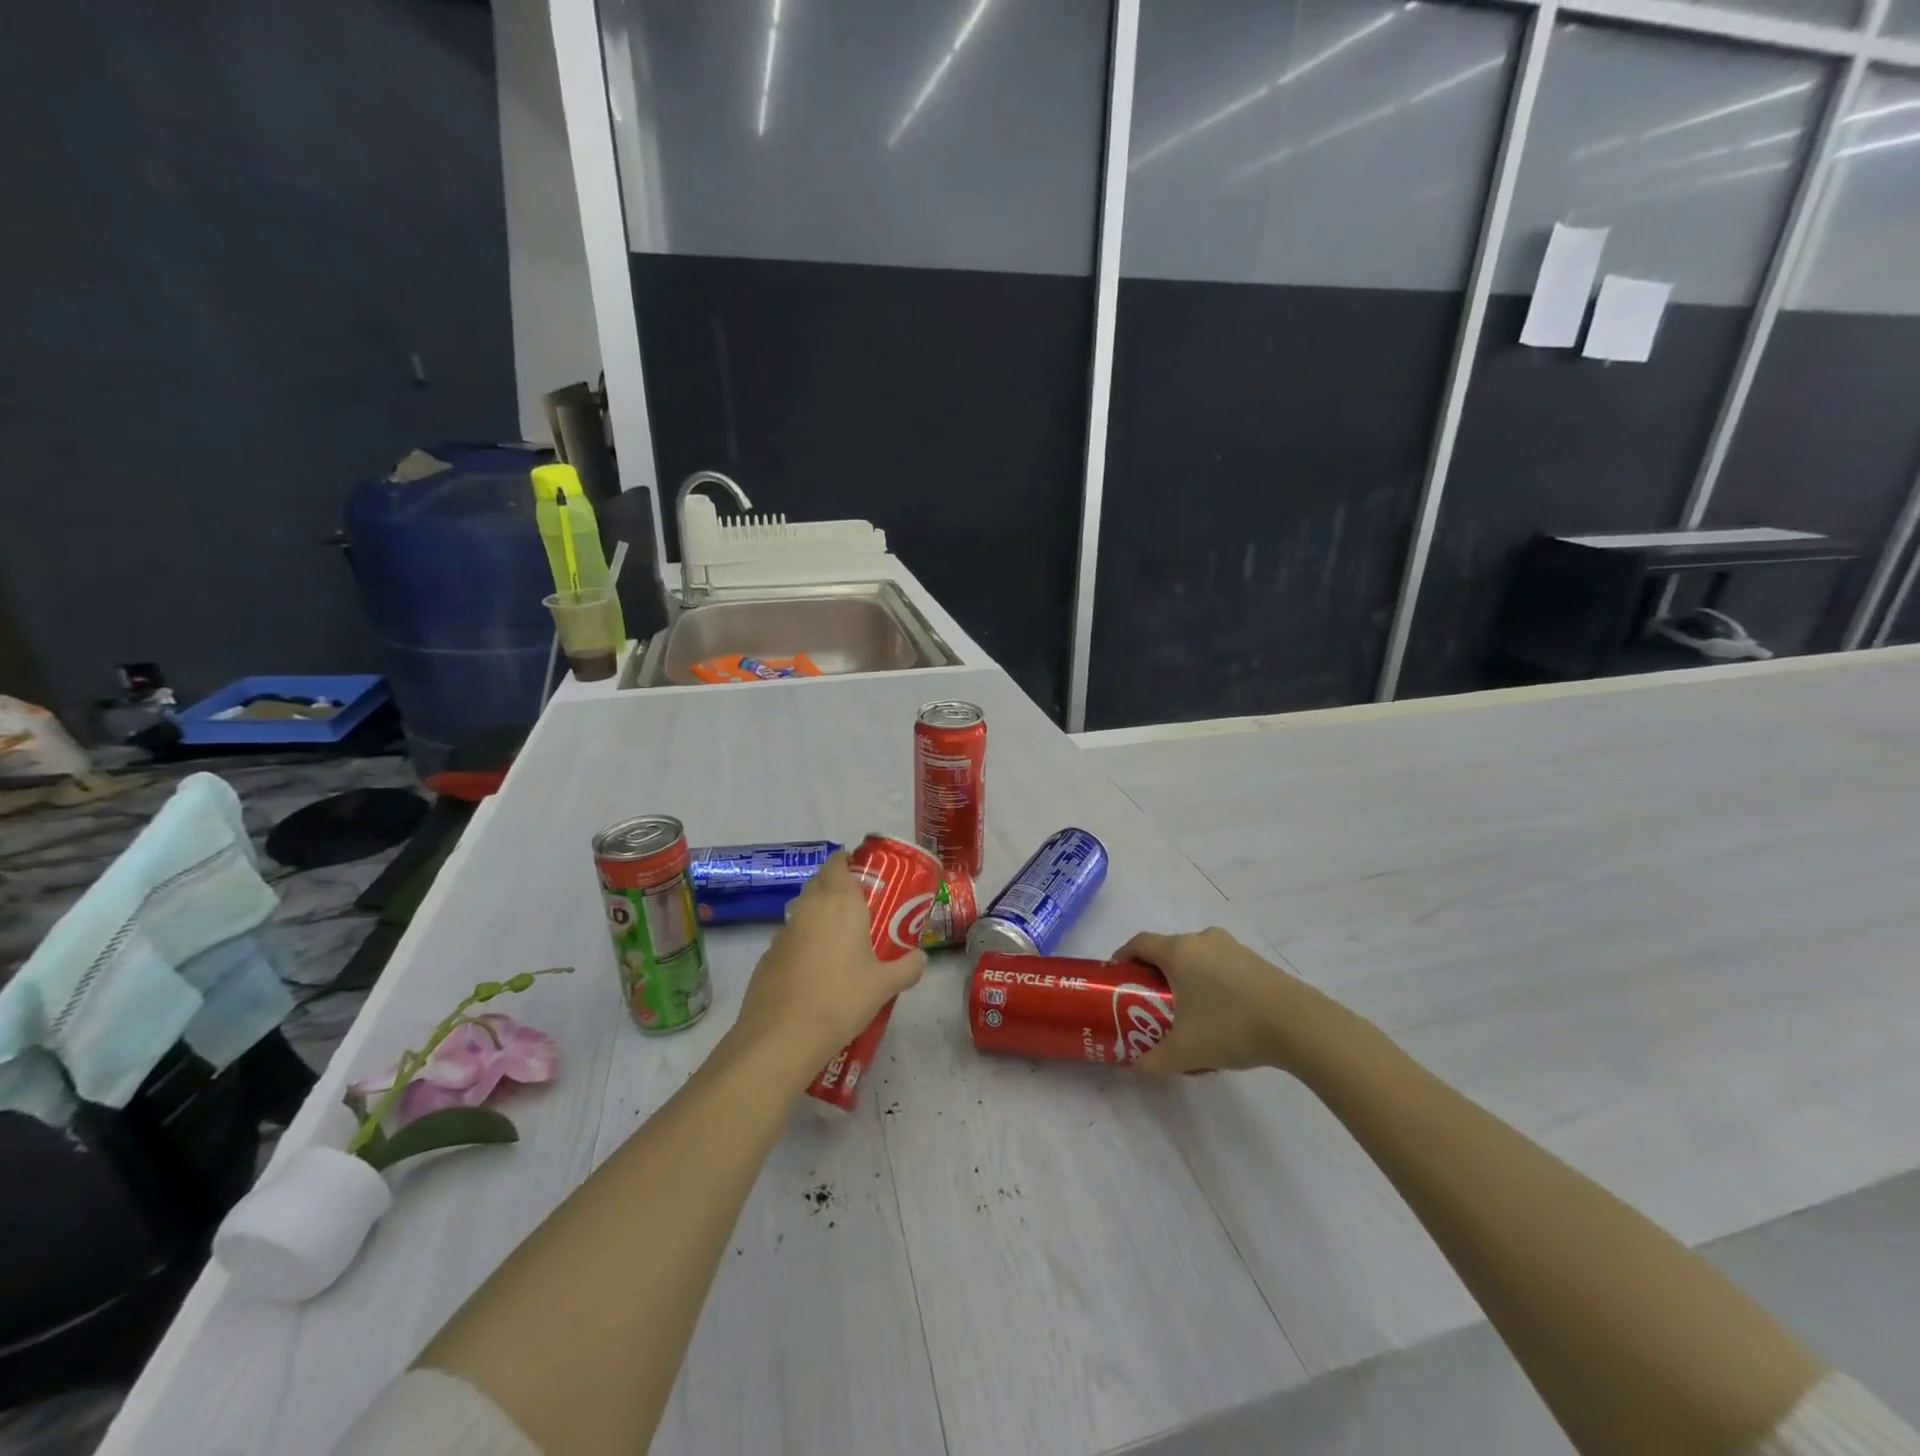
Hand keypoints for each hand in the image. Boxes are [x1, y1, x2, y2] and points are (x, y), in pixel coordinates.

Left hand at [733, 853, 926, 1077]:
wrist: (783, 1036)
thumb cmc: (841, 999)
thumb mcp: (885, 986)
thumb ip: (907, 967)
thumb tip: (921, 958)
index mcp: (840, 903)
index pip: (838, 863)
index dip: (848, 862)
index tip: (864, 874)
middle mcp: (809, 908)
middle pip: (819, 882)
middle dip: (836, 886)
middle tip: (859, 907)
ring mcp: (784, 931)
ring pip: (803, 910)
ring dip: (818, 915)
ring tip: (840, 940)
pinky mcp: (767, 956)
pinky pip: (790, 938)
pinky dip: (803, 943)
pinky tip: (815, 970)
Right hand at [1114, 927, 1315, 1078]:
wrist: (1299, 1024)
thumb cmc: (1231, 1026)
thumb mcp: (1185, 1052)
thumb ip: (1154, 1062)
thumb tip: (1136, 1070)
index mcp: (1179, 951)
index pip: (1139, 943)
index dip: (1123, 957)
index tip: (1116, 978)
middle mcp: (1202, 940)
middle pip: (1168, 949)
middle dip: (1155, 973)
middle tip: (1149, 1003)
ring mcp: (1232, 947)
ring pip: (1196, 957)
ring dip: (1185, 977)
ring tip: (1185, 1011)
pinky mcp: (1255, 960)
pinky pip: (1220, 965)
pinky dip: (1210, 981)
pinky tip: (1219, 1014)